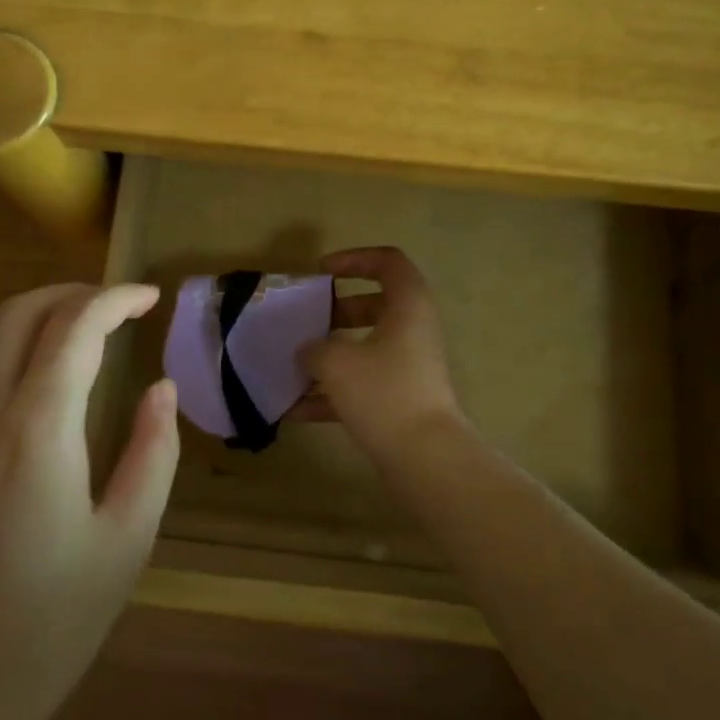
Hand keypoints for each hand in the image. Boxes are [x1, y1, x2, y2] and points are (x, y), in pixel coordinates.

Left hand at [0, 283, 177, 719]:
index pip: (75, 328)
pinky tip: (18, 388)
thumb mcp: (126, 542)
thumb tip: (161, 387)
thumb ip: (152, 452)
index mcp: (34, 433)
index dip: (115, 299)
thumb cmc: (45, 628)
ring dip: (26, 319)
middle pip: (17, 314)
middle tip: (112, 307)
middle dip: (70, 295)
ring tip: (67, 336)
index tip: (147, 297)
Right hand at [298, 246, 468, 462]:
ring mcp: (410, 367)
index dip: (354, 259)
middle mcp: (413, 331)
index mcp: (408, 307)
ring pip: (367, 347)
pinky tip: (297, 410)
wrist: (425, 459)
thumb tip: (309, 350)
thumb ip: (315, 348)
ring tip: (294, 365)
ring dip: (331, 354)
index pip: (388, 262)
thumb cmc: (383, 393)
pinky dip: (334, 392)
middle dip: (336, 312)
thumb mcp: (337, 362)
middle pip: (375, 305)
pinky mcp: (402, 400)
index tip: (321, 274)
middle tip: (307, 321)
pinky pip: (364, 384)